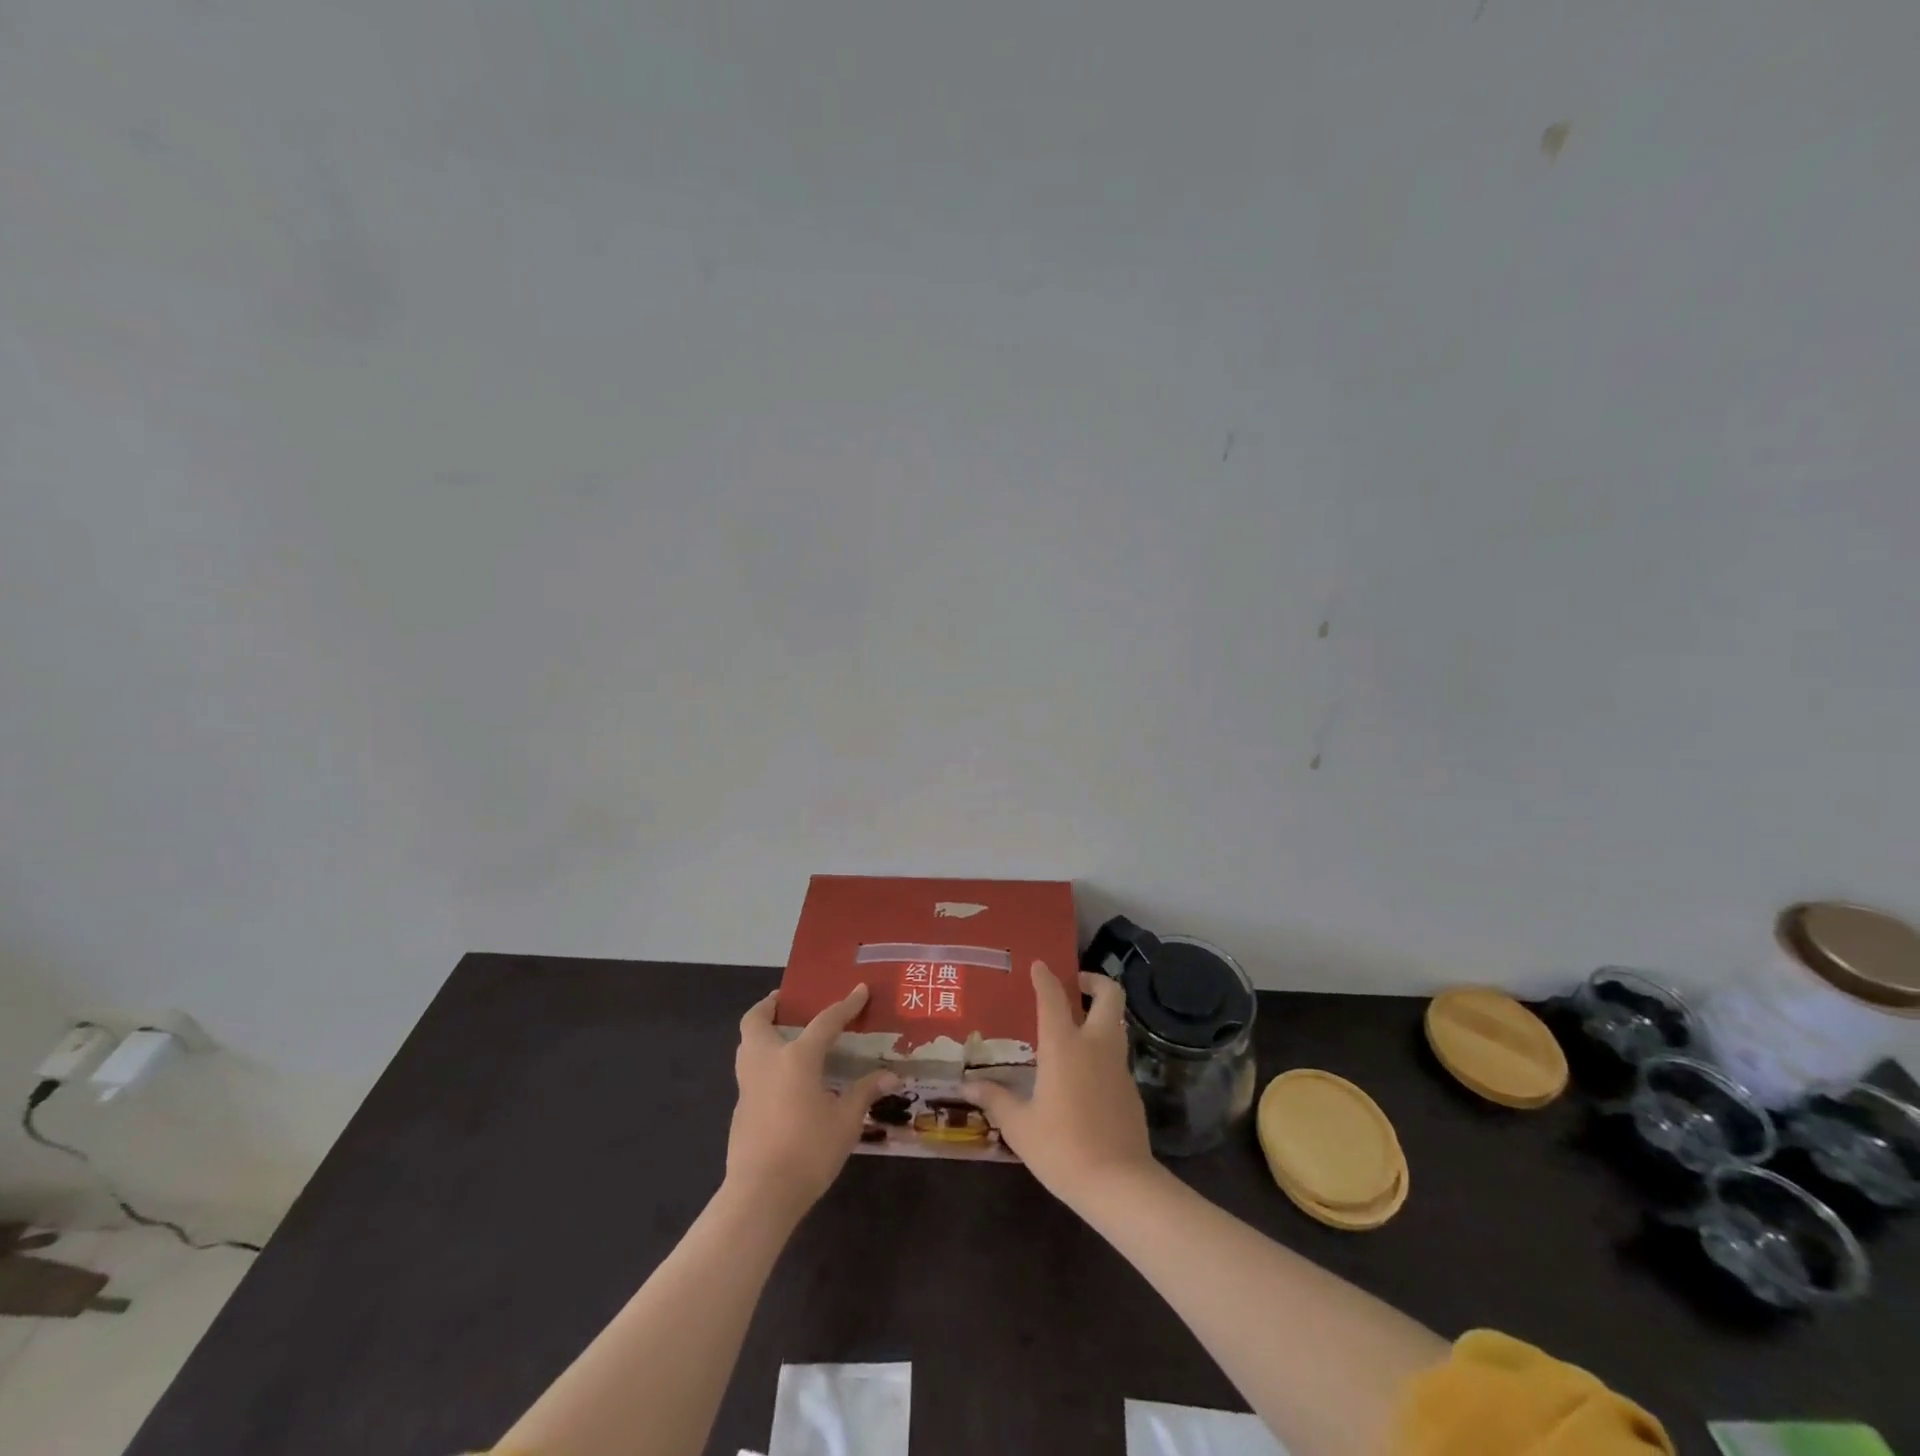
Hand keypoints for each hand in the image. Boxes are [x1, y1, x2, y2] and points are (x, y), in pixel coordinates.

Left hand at [727, 984, 898, 1217]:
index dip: (846, 1005)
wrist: (760, 1195)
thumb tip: (890, 1076)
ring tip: (784, 1036)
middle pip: (756, 1021)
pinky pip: (750, 1072)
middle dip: (769, 1006)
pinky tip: (783, 1081)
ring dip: (761, 1033)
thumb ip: (864, 1093)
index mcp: (797, 1057)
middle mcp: (767, 1061)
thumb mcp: (846, 1121)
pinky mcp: (740, 1109)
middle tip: (787, 1003)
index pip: (825, 1021)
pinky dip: (763, 1063)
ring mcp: (748, 1085)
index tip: (860, 990)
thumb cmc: (808, 1151)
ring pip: (746, 1045)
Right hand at [961, 962, 1157, 1209]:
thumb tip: (968, 1087)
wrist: (1120, 1184)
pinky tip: (1084, 1074)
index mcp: (1064, 1046)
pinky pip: (1117, 1055)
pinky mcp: (1131, 1089)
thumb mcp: (1020, 1126)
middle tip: (1075, 986)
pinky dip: (1103, 1049)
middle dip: (1094, 981)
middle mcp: (1096, 1045)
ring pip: (1117, 1023)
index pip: (1054, 997)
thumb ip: (996, 1100)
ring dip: (1100, 1014)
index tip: (1039, 965)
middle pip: (1109, 995)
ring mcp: (1118, 1066)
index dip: (1045, 977)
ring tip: (1075, 1027)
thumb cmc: (1062, 1148)